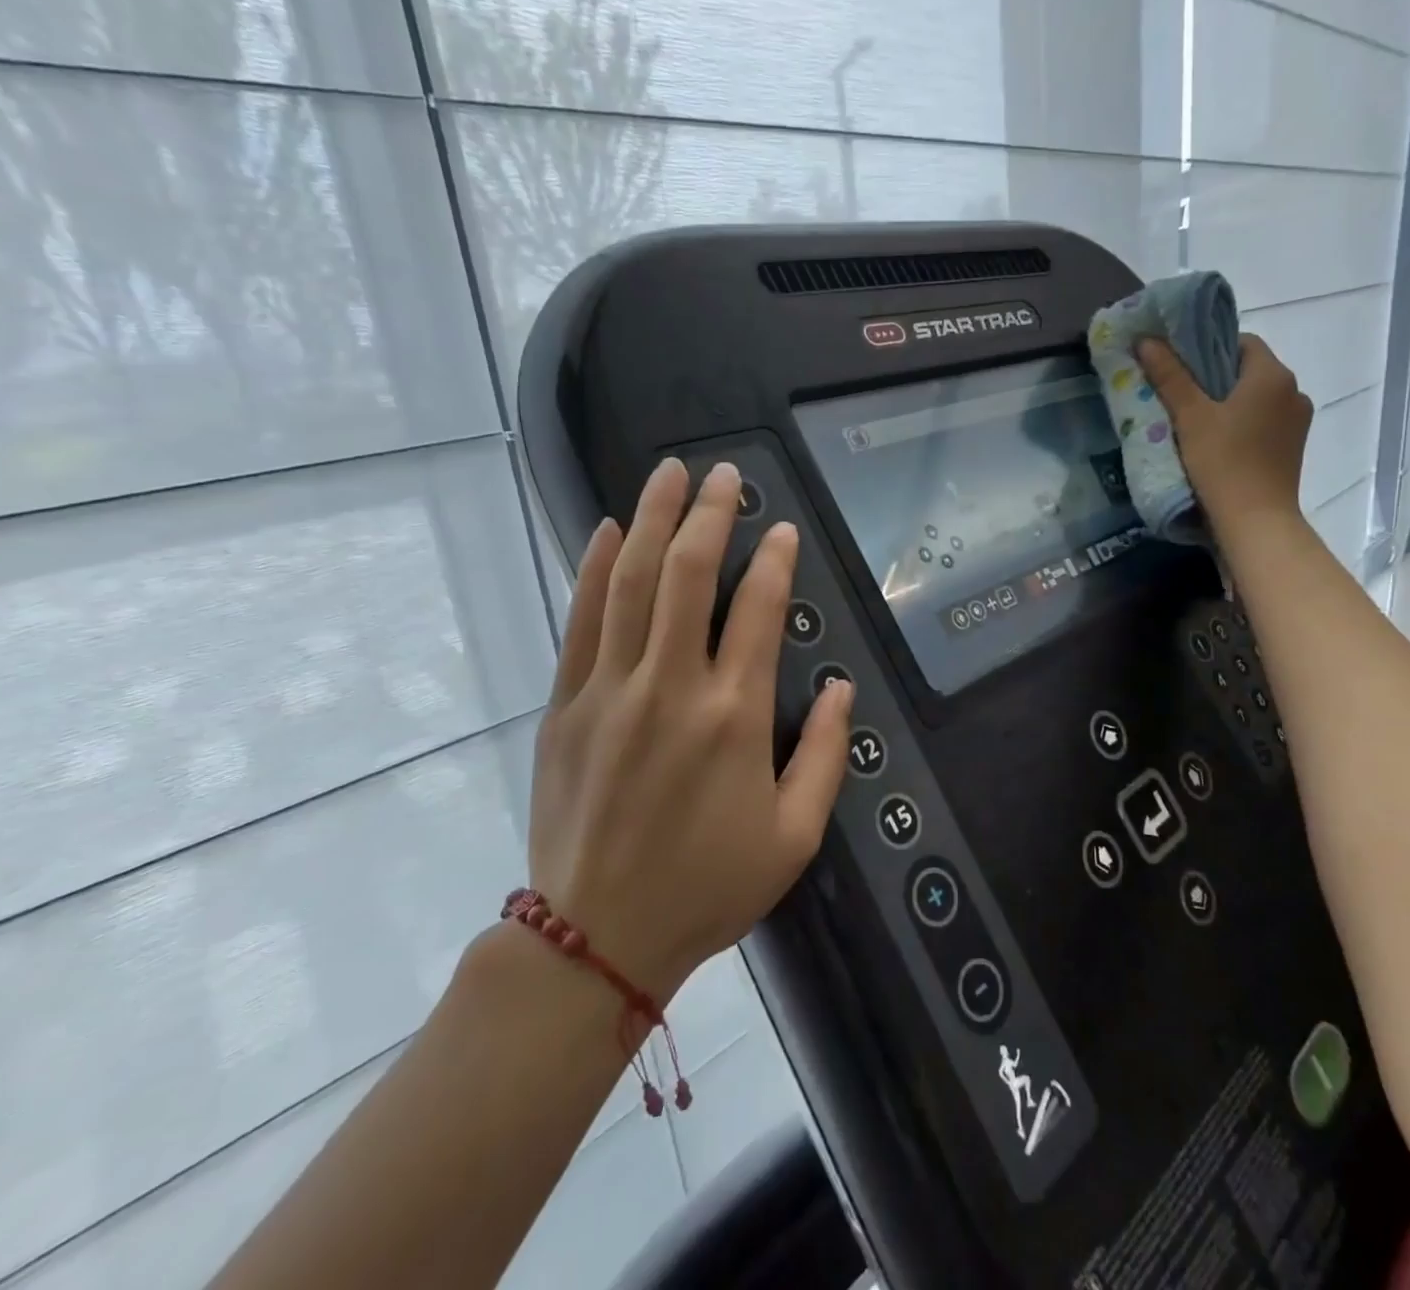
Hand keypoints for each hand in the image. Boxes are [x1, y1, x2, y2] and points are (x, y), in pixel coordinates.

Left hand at [527, 458, 852, 1000]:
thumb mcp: (794, 836)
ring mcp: (611, 690)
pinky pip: (582, 620)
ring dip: (652, 519)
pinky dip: (597, 568)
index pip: (760, 611)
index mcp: (734, 716)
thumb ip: (826, 755)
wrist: (596, 936)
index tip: (782, 529)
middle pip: (689, 575)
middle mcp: (672, 687)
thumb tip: (843, 688)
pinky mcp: (566, 703)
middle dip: (710, 515)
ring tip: (669, 474)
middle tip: (722, 473)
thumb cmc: (707, 886)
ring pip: (633, 582)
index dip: (776, 562)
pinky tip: (610, 530)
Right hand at [1137, 334, 1312, 531]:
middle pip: (1248, 371)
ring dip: (1228, 404)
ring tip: (1194, 422)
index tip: (1181, 367)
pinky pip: (1263, 423)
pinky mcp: (1292, 449)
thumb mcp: (1190, 416)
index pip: (1241, 342)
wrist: (1255, 521)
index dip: (1208, 348)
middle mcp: (1294, 391)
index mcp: (1273, 375)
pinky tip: (1216, 444)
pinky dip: (1241, 425)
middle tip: (1179, 394)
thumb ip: (1170, 376)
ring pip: (1256, 399)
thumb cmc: (1223, 462)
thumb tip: (1146, 340)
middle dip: (1214, 378)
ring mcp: (1297, 422)